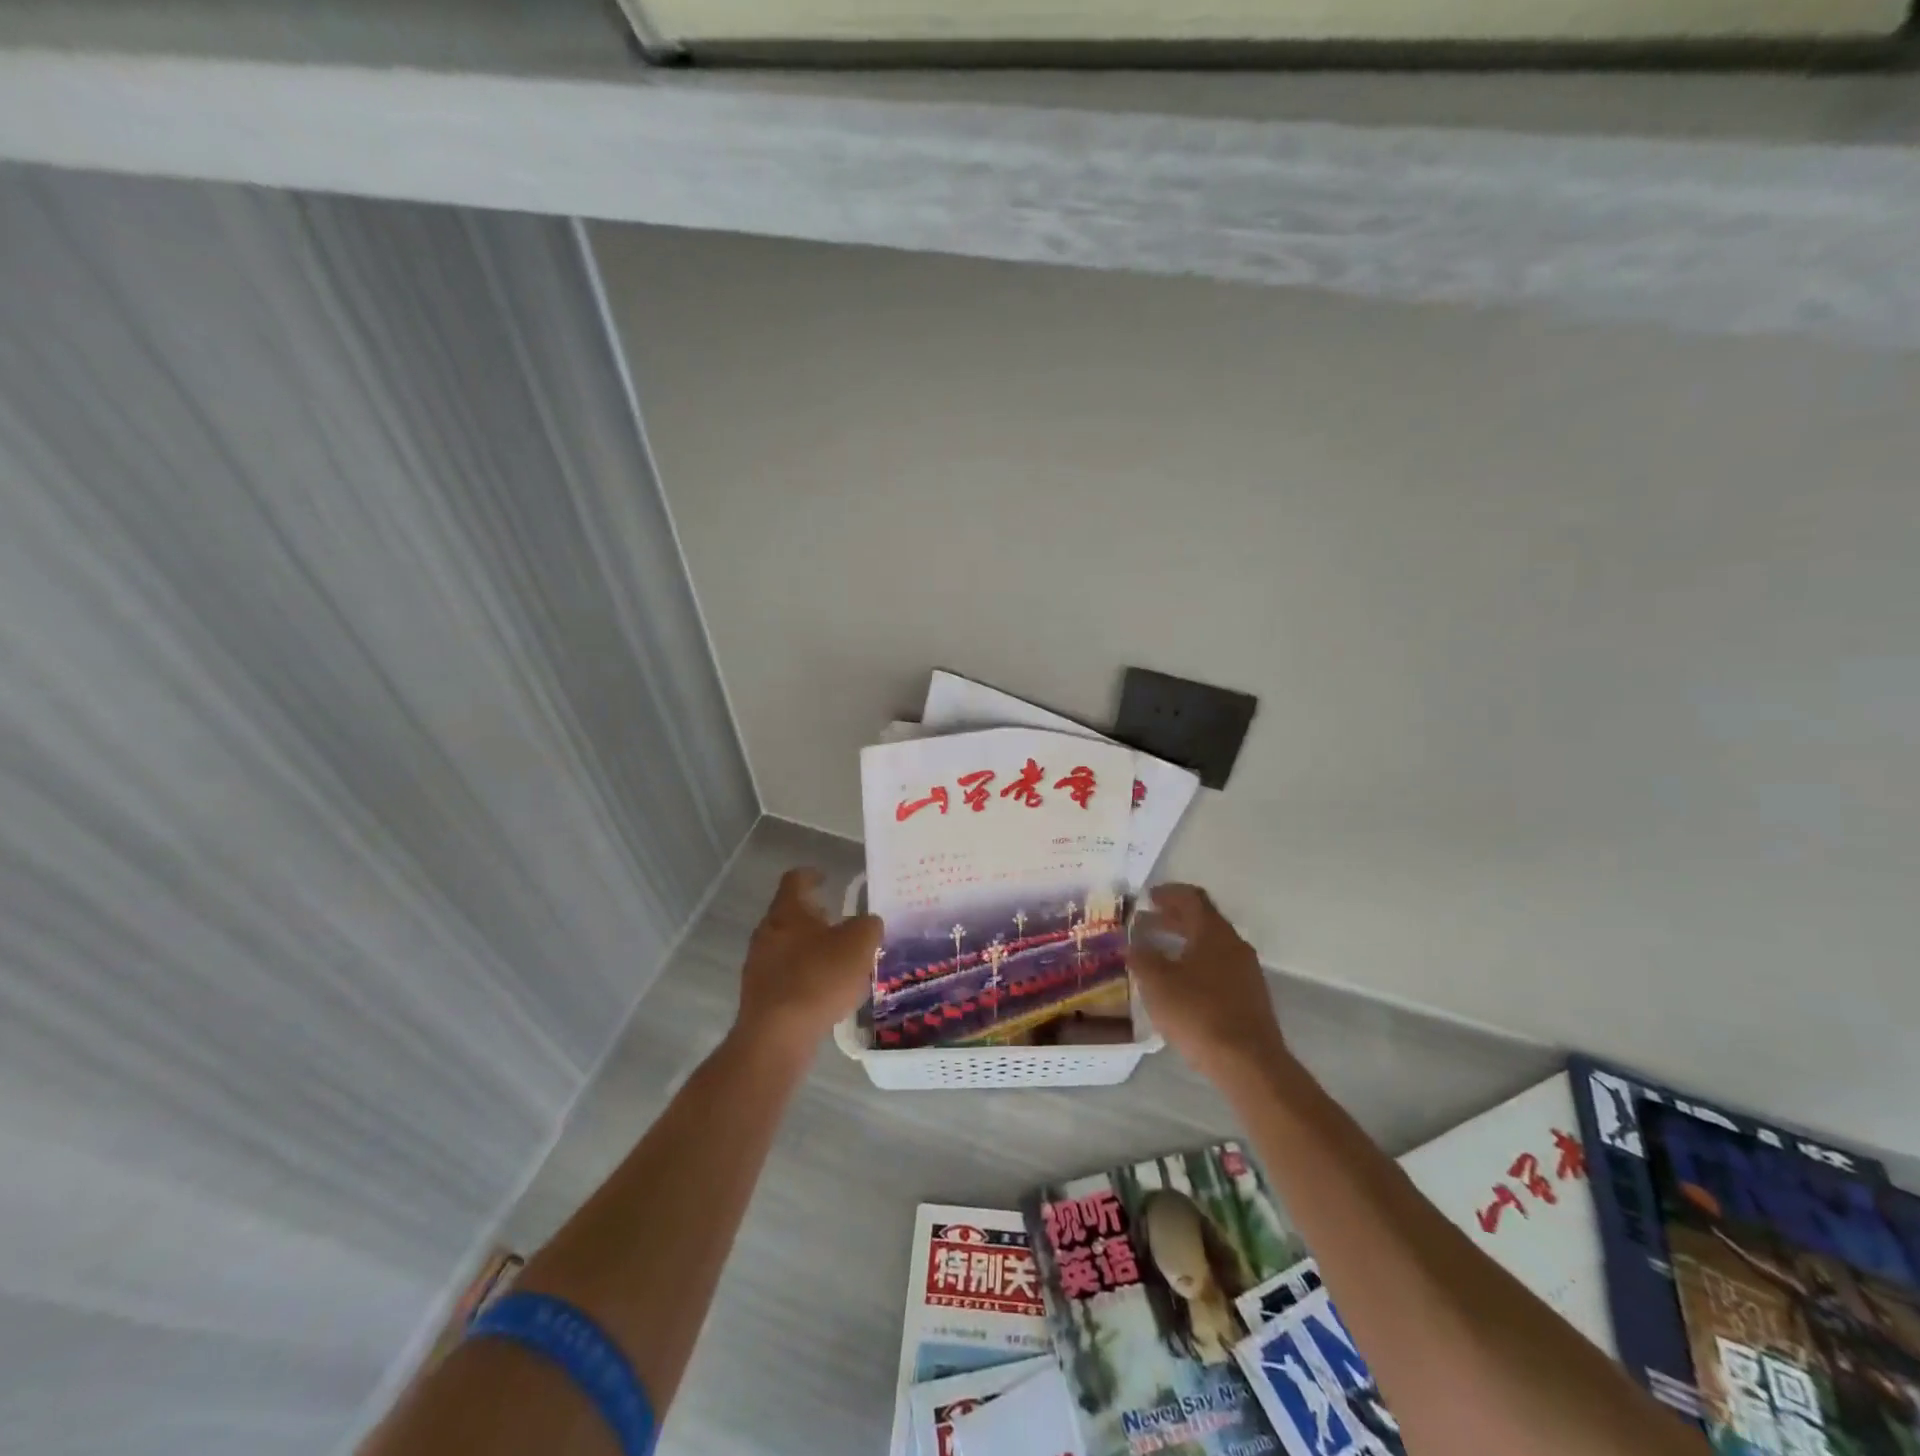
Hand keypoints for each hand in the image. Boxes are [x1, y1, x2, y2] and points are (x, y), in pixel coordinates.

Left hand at [735, 868, 883, 1058]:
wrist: (777, 1036)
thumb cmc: (819, 978)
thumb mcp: (859, 945)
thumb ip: (868, 926)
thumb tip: (867, 923)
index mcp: (787, 911)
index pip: (795, 880)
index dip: (812, 874)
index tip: (826, 877)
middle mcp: (767, 932)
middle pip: (790, 914)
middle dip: (815, 917)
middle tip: (840, 922)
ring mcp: (758, 965)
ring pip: (787, 946)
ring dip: (810, 948)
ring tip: (837, 960)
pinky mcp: (759, 995)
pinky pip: (785, 975)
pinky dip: (804, 975)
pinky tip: (824, 992)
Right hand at [1128, 884, 1288, 1080]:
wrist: (1249, 1063)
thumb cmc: (1198, 1013)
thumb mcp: (1157, 983)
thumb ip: (1142, 957)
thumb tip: (1134, 944)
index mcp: (1214, 932)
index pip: (1192, 898)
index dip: (1168, 893)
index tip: (1148, 897)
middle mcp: (1234, 945)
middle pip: (1202, 920)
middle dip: (1172, 919)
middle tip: (1145, 923)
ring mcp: (1246, 972)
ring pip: (1211, 946)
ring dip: (1184, 943)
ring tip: (1158, 954)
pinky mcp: (1250, 997)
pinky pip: (1218, 968)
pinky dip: (1196, 964)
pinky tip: (1179, 984)